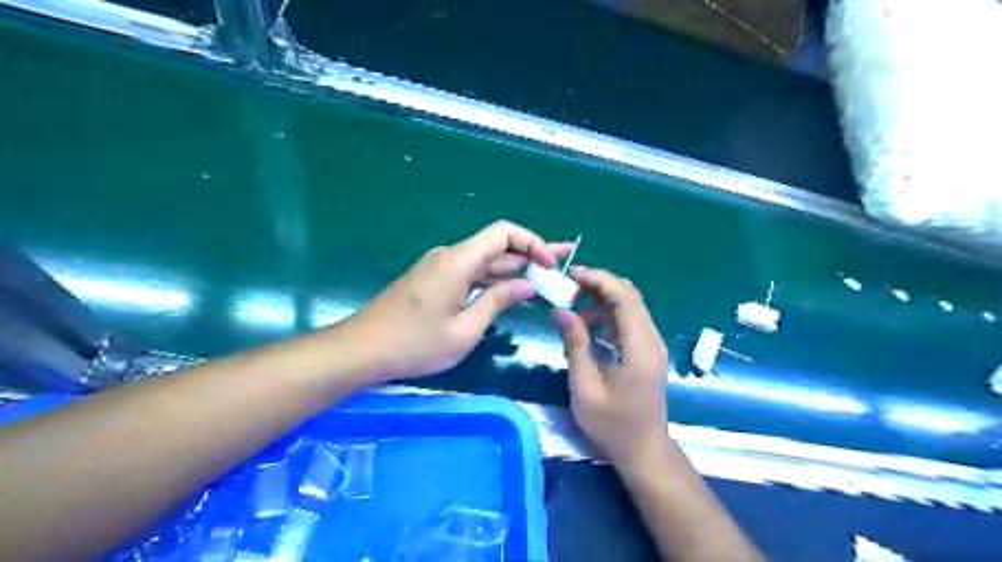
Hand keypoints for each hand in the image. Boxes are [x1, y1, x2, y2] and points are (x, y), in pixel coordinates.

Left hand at [339, 221, 567, 383]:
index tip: (550, 264)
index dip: (532, 242)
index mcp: (457, 262)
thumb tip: (527, 285)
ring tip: (545, 278)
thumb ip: (497, 302)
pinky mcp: (434, 280)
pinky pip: (471, 274)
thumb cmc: (414, 345)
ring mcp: (440, 267)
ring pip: (485, 262)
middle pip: (497, 246)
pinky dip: (493, 281)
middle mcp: (449, 256)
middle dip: (531, 255)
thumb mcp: (464, 330)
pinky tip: (512, 291)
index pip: (503, 233)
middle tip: (562, 265)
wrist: (362, 349)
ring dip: (513, 270)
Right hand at [551, 266, 667, 468]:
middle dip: (599, 285)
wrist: (643, 451)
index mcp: (640, 348)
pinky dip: (607, 315)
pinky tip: (586, 324)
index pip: (625, 298)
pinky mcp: (646, 351)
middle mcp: (651, 340)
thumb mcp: (585, 387)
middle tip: (568, 288)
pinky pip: (628, 321)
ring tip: (572, 307)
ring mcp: (651, 345)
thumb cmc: (612, 425)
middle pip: (630, 296)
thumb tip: (561, 310)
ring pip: (629, 306)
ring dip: (601, 300)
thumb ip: (575, 344)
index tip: (572, 274)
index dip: (600, 280)